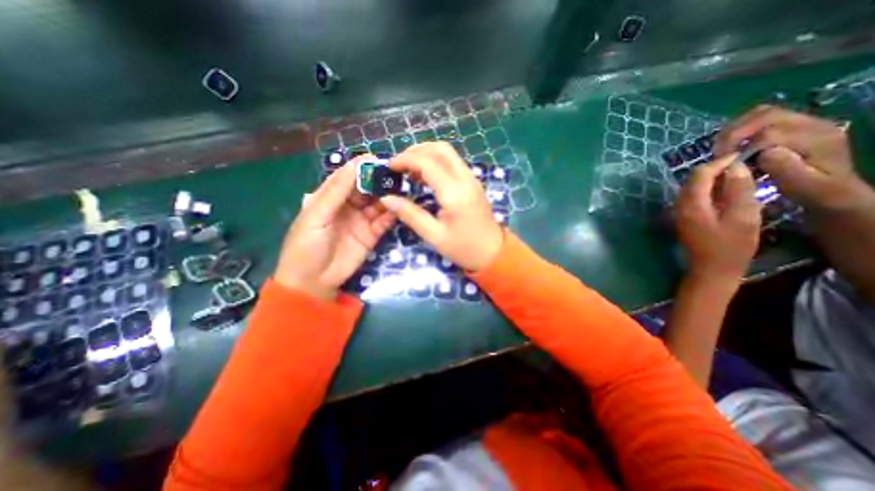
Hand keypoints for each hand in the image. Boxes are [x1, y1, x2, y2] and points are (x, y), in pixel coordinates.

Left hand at [275, 159, 394, 300]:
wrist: (313, 282)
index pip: (346, 178)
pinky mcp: (371, 235)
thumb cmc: (306, 246)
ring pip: (377, 204)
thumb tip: (355, 166)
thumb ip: (335, 192)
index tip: (377, 160)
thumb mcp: (316, 216)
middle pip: (365, 189)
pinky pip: (383, 222)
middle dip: (378, 181)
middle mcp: (347, 207)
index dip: (360, 168)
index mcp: (328, 198)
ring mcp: (361, 221)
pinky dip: (391, 215)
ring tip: (402, 190)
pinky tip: (400, 209)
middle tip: (395, 175)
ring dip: (388, 197)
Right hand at [379, 142, 506, 271]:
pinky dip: (436, 162)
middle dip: (416, 151)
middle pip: (440, 149)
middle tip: (398, 164)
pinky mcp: (473, 183)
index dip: (405, 159)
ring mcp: (471, 179)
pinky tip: (425, 176)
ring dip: (426, 154)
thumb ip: (410, 214)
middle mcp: (465, 179)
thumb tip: (387, 199)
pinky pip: (453, 163)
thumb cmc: (463, 248)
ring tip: (408, 169)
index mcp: (454, 193)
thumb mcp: (434, 235)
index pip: (427, 163)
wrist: (493, 253)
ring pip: (448, 153)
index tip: (389, 167)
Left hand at [675, 155, 759, 280]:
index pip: (699, 174)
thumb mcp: (743, 217)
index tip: (741, 154)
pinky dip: (707, 190)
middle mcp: (678, 206)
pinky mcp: (682, 218)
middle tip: (741, 164)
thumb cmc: (730, 246)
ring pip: (691, 188)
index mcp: (690, 204)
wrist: (710, 270)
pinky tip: (725, 192)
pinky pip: (693, 198)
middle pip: (692, 180)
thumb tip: (734, 168)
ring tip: (737, 176)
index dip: (719, 162)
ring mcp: (678, 212)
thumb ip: (738, 190)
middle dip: (714, 169)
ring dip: (711, 180)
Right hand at [713, 103, 871, 210]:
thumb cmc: (816, 193)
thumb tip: (766, 153)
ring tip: (721, 148)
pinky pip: (759, 118)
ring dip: (735, 129)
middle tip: (717, 153)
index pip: (771, 133)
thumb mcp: (805, 187)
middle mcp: (812, 123)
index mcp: (818, 138)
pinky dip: (739, 129)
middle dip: (734, 133)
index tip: (725, 164)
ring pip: (760, 113)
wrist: (835, 190)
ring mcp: (802, 122)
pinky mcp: (790, 125)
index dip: (742, 147)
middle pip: (765, 115)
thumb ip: (789, 169)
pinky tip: (731, 145)